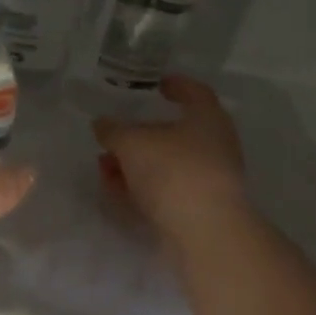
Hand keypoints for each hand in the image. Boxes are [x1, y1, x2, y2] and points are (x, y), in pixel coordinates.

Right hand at [93, 75, 248, 241]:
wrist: (203, 230)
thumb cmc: (173, 170)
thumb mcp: (133, 143)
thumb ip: (113, 131)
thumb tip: (102, 124)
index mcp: (207, 118)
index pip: (195, 92)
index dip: (176, 85)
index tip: (158, 84)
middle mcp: (213, 145)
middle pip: (175, 133)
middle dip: (141, 134)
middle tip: (114, 134)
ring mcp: (207, 179)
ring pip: (166, 164)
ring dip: (135, 163)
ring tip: (104, 165)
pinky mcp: (197, 208)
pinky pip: (164, 190)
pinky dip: (141, 186)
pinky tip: (115, 189)